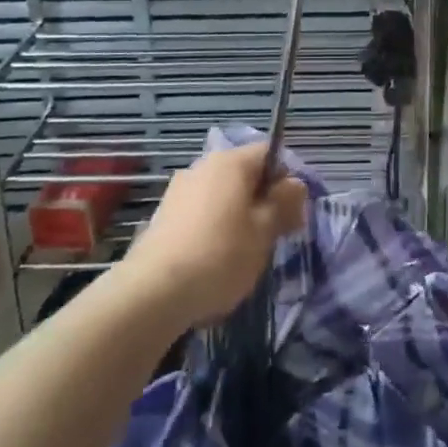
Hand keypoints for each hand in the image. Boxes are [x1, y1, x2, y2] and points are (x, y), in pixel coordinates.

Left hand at [119, 142, 307, 329]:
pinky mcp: (164, 216)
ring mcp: (179, 190)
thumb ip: (284, 203)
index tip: (294, 212)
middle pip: (245, 175)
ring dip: (240, 216)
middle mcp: (202, 166)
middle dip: (264, 200)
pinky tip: (215, 261)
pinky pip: (202, 213)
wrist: (152, 293)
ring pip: (223, 196)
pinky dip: (215, 229)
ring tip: (245, 253)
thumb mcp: (264, 231)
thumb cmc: (220, 255)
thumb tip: (295, 184)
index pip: (269, 153)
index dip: (288, 178)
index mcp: (230, 162)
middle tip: (275, 236)